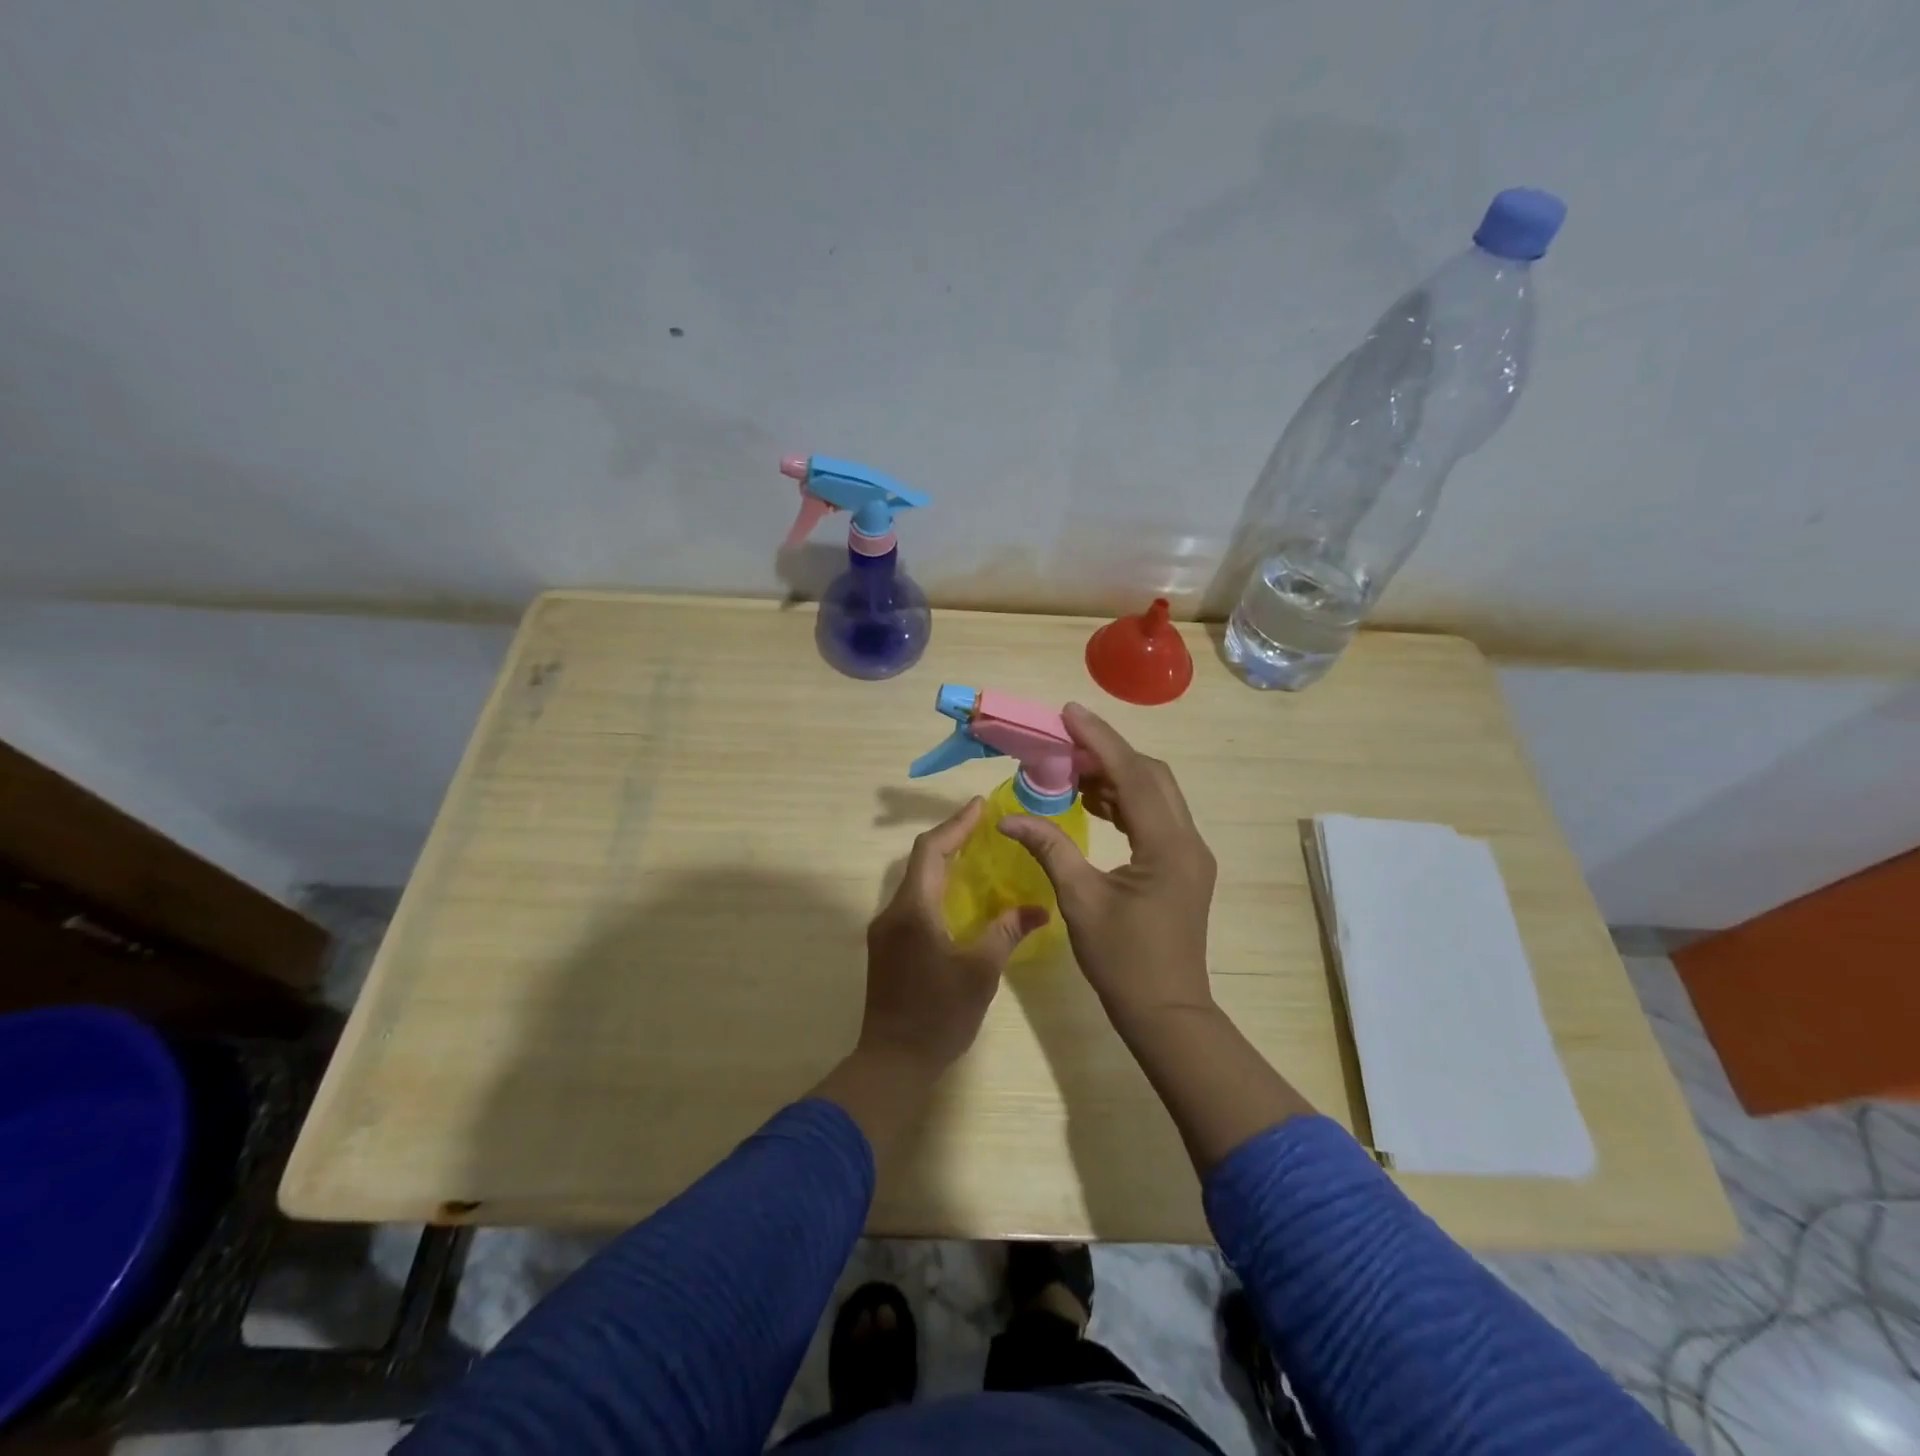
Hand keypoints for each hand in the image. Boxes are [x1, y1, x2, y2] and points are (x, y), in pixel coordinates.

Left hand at [857, 797, 1048, 1076]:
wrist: (892, 1062)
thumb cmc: (937, 1016)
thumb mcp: (980, 973)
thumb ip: (1006, 933)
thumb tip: (1039, 908)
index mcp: (913, 910)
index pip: (931, 851)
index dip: (956, 825)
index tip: (980, 806)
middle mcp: (893, 912)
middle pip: (921, 861)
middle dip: (951, 839)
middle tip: (984, 826)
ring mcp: (886, 931)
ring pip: (915, 882)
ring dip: (943, 864)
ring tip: (977, 854)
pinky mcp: (887, 948)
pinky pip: (913, 903)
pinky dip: (937, 888)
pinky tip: (960, 898)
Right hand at [999, 704, 1217, 1034]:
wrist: (1166, 1012)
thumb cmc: (1123, 960)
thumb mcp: (1079, 901)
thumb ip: (1049, 849)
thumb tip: (1009, 818)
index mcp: (1168, 845)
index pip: (1133, 775)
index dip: (1100, 740)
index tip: (1070, 712)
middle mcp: (1188, 840)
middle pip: (1152, 776)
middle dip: (1109, 753)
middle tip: (1066, 742)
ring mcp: (1190, 854)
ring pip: (1156, 795)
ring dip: (1117, 777)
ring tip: (1072, 770)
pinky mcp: (1183, 867)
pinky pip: (1155, 818)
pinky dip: (1125, 803)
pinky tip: (1094, 804)